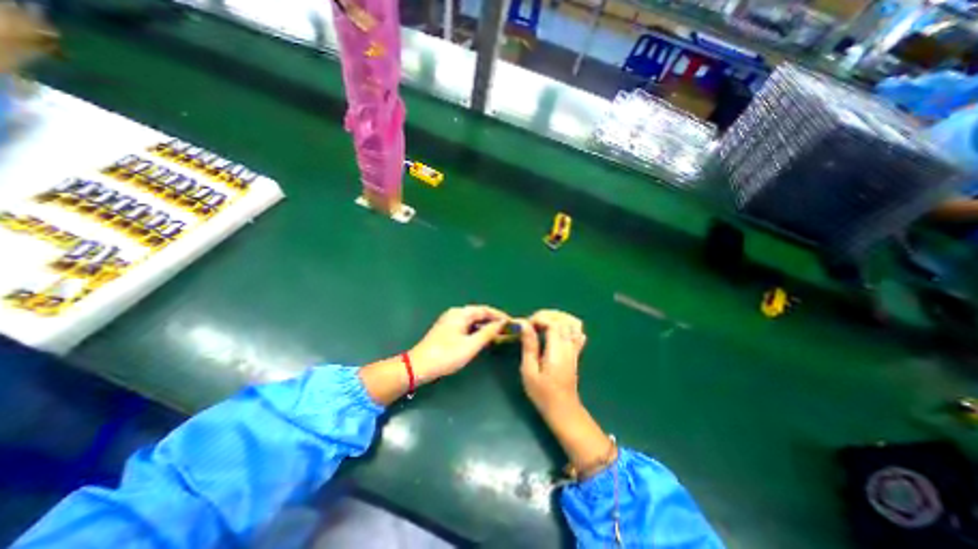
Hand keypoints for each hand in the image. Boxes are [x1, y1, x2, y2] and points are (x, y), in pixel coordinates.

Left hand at [410, 306, 507, 383]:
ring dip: (485, 327)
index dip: (499, 316)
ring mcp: (450, 321)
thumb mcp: (470, 345)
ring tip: (498, 335)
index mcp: (460, 313)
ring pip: (473, 321)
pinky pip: (467, 326)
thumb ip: (487, 333)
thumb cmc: (446, 355)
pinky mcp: (447, 330)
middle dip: (493, 321)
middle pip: (479, 314)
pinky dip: (476, 331)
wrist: (419, 366)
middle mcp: (455, 313)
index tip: (511, 323)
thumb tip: (502, 324)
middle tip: (506, 331)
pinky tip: (483, 339)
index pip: (485, 310)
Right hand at [516, 311, 583, 414]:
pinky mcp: (575, 353)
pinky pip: (578, 333)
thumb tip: (525, 325)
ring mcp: (574, 349)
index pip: (553, 323)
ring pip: (573, 323)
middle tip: (533, 323)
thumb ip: (529, 346)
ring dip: (558, 318)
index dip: (539, 318)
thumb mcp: (529, 371)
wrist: (563, 409)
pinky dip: (569, 326)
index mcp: (557, 350)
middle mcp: (568, 346)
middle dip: (547, 315)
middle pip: (564, 320)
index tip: (527, 325)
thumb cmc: (542, 393)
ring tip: (544, 323)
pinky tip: (557, 330)